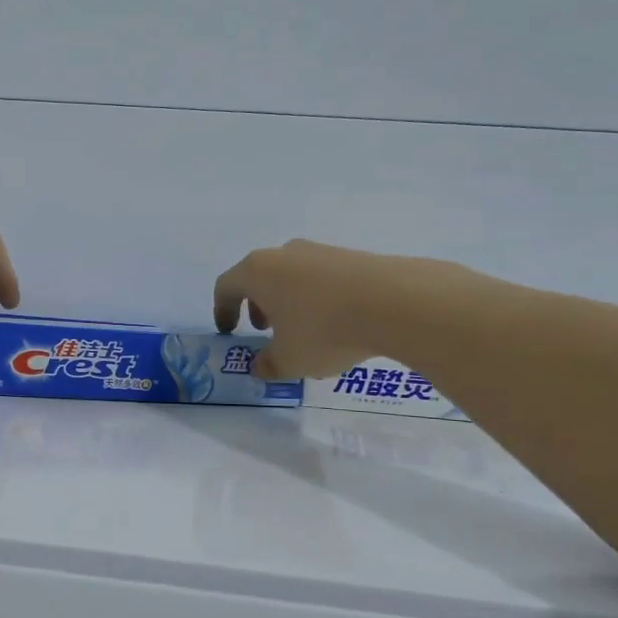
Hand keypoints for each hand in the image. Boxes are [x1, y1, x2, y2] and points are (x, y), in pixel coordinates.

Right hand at [212, 239, 400, 378]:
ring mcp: (320, 251)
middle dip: (258, 304)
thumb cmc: (323, 330)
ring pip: (292, 276)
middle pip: (259, 276)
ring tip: (305, 330)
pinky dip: (318, 298)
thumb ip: (268, 365)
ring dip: (289, 301)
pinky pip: (322, 278)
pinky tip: (337, 323)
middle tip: (266, 330)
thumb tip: (259, 366)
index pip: (226, 286)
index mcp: (258, 272)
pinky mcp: (352, 257)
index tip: (229, 331)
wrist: (395, 302)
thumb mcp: (289, 360)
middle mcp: (284, 254)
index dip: (222, 310)